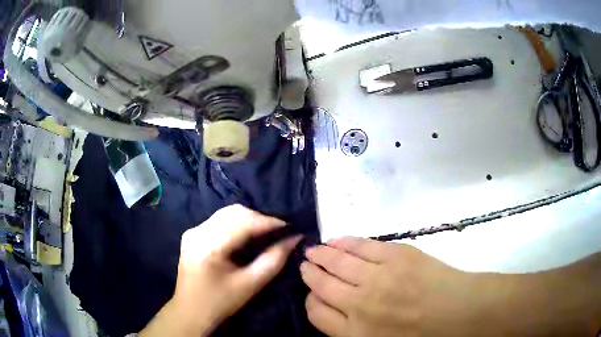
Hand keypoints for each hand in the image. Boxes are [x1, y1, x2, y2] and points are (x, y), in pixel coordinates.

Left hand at [141, 204, 301, 336]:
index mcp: (209, 247)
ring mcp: (193, 231)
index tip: (291, 227)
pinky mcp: (192, 234)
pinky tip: (247, 235)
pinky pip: (219, 220)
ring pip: (227, 213)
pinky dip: (237, 223)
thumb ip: (274, 260)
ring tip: (266, 232)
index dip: (269, 222)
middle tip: (279, 231)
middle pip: (234, 213)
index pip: (243, 223)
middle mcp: (197, 232)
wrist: (190, 311)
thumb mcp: (251, 285)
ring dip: (249, 219)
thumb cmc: (221, 302)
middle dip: (260, 218)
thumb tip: (294, 239)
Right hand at [301, 237, 468, 336]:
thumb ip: (352, 332)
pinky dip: (345, 242)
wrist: (459, 313)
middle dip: (309, 274)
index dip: (310, 300)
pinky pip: (361, 246)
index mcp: (354, 333)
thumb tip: (334, 312)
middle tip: (305, 264)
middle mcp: (359, 305)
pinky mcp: (396, 256)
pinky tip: (337, 241)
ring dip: (321, 255)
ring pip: (337, 263)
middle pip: (322, 285)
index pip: (316, 313)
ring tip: (314, 250)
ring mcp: (377, 278)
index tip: (311, 293)